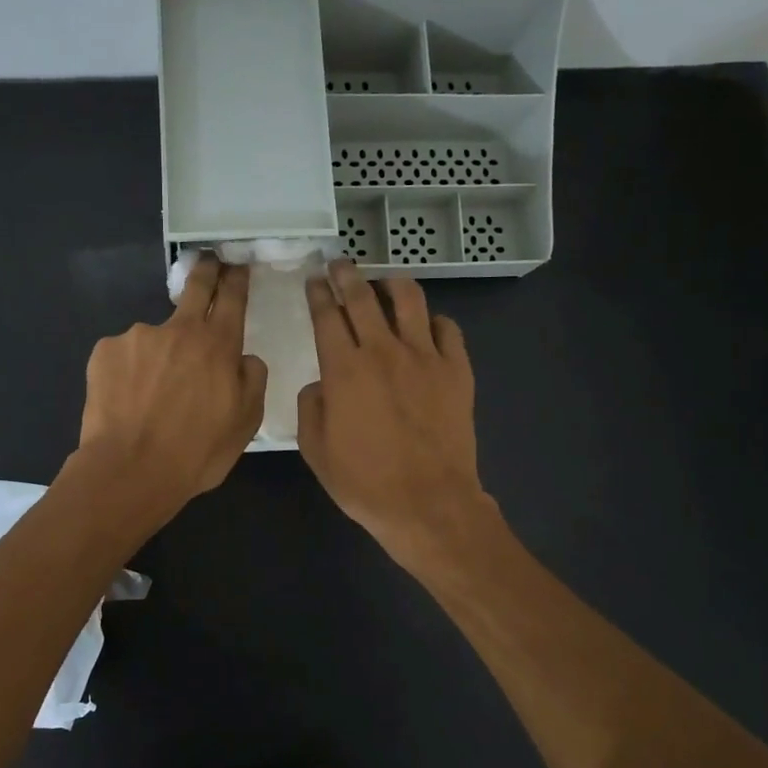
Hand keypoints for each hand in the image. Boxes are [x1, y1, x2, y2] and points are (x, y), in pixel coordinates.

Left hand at [73, 255, 266, 518]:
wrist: (129, 471)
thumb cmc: (196, 453)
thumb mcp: (245, 424)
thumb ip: (252, 381)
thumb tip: (244, 359)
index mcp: (218, 346)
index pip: (232, 298)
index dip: (236, 279)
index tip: (237, 265)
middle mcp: (179, 330)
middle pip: (195, 288)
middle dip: (206, 271)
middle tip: (208, 263)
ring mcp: (138, 337)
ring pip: (156, 337)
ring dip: (160, 354)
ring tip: (152, 394)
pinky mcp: (105, 351)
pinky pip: (125, 356)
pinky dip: (130, 371)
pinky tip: (128, 400)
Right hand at [298, 260, 495, 569]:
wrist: (427, 503)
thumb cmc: (364, 483)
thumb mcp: (315, 450)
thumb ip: (311, 406)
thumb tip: (321, 383)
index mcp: (344, 369)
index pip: (327, 316)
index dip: (318, 294)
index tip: (314, 280)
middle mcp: (383, 351)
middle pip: (363, 297)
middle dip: (347, 275)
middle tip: (340, 264)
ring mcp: (425, 357)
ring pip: (409, 300)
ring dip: (392, 283)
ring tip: (384, 281)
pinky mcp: (456, 370)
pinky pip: (447, 329)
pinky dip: (433, 321)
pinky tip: (426, 326)